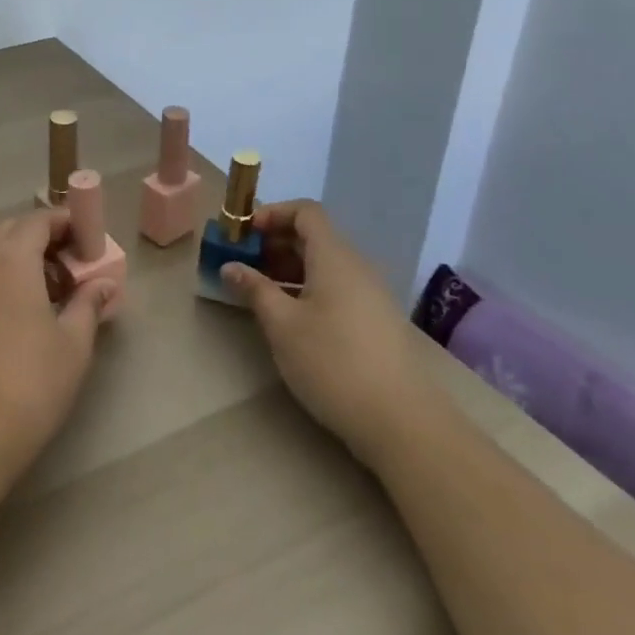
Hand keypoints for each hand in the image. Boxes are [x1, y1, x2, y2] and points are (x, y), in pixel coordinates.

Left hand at [0, 210, 120, 472]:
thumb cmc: (32, 382)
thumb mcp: (73, 342)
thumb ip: (89, 303)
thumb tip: (104, 284)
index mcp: (9, 260)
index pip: (38, 221)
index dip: (65, 224)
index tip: (88, 240)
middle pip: (12, 233)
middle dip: (43, 241)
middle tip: (73, 268)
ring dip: (21, 262)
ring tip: (51, 295)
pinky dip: (1, 282)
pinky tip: (20, 317)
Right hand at [221, 200, 440, 469]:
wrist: (403, 422)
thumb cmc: (333, 363)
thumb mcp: (282, 325)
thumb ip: (254, 289)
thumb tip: (231, 266)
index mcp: (335, 257)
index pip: (305, 211)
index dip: (272, 213)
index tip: (243, 234)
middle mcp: (357, 266)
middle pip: (314, 236)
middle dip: (274, 242)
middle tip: (243, 263)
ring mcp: (371, 294)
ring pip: (325, 264)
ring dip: (289, 267)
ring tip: (259, 291)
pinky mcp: (377, 321)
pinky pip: (337, 286)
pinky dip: (308, 287)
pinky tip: (290, 317)